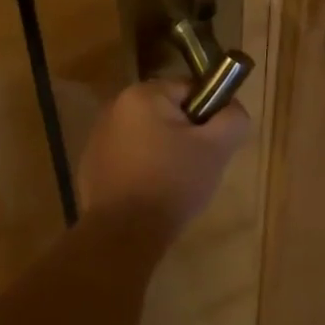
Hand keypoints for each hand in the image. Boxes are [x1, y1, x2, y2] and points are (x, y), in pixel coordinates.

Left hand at [77, 80, 251, 236]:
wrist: (124, 234)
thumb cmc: (172, 182)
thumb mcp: (216, 149)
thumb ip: (233, 119)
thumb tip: (232, 108)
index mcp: (143, 94)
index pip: (190, 90)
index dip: (209, 115)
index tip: (213, 144)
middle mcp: (115, 106)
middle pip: (168, 112)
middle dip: (186, 135)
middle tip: (197, 166)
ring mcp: (99, 136)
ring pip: (148, 135)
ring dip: (164, 151)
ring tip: (174, 184)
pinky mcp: (91, 164)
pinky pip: (129, 156)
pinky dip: (143, 168)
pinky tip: (150, 193)